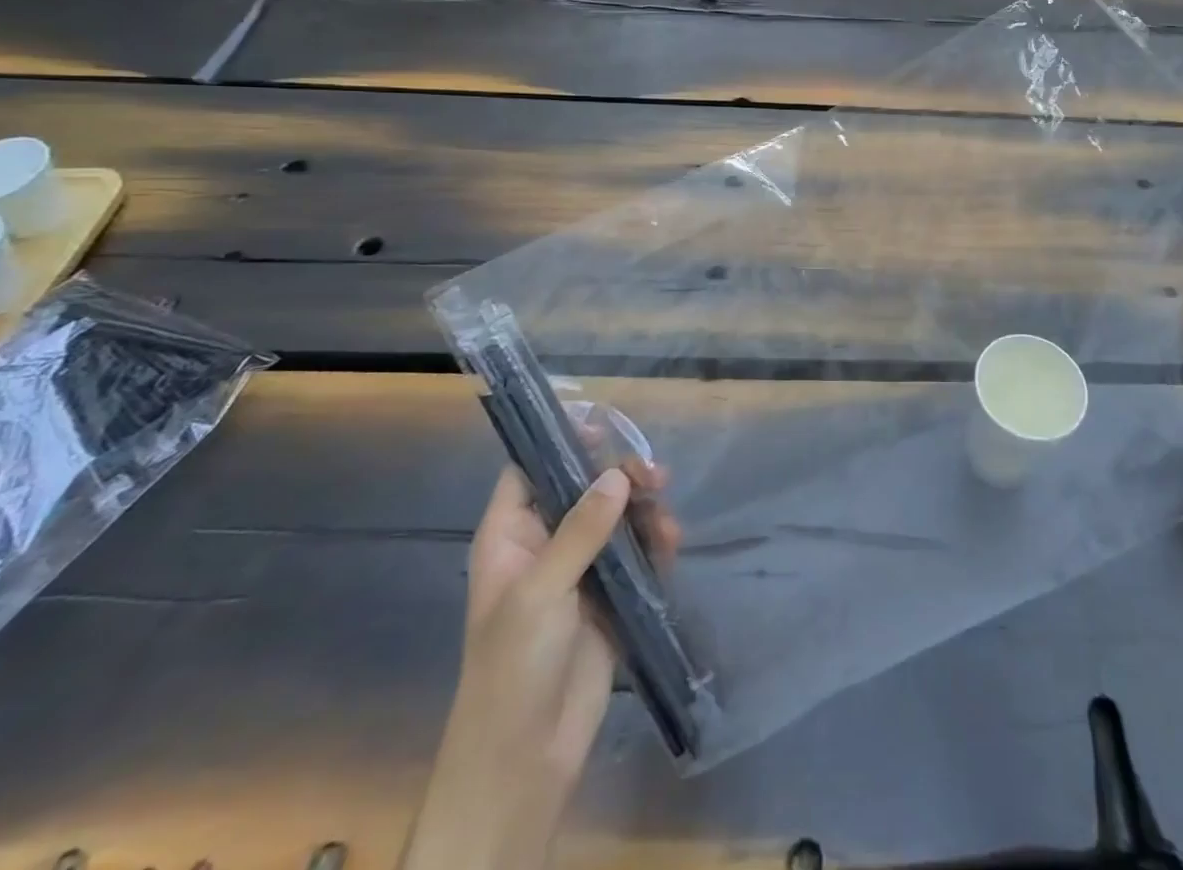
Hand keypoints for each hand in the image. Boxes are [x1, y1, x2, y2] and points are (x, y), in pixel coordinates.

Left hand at [403, 459, 676, 869]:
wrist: (526, 758)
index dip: (560, 444)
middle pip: (584, 489)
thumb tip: (616, 475)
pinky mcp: (609, 598)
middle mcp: (544, 545)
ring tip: (666, 521)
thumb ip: (581, 530)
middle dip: (619, 477)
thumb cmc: (514, 666)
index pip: (530, 472)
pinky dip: (654, 542)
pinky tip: (672, 542)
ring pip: (616, 519)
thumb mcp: (540, 591)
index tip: (602, 425)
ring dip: (643, 510)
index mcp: (511, 537)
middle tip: (653, 474)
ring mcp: (579, 572)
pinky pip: (635, 555)